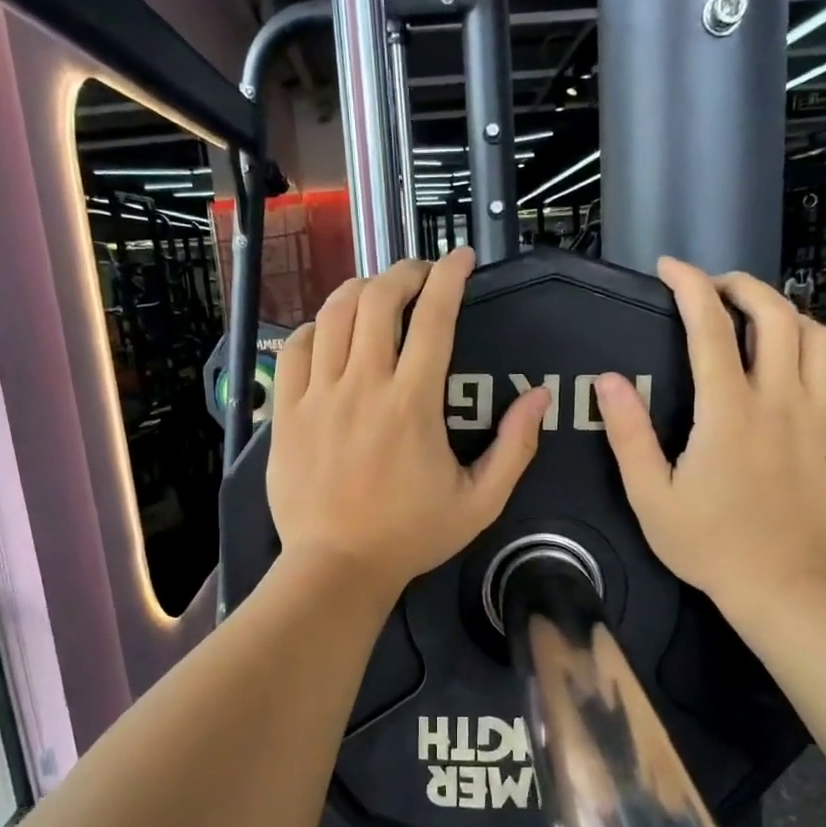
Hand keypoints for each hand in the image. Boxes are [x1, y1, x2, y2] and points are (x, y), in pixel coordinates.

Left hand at [267, 249, 549, 600]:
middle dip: (403, 272)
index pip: (434, 317)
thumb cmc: (410, 536)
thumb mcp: (480, 502)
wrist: (337, 568)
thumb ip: (515, 447)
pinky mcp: (286, 411)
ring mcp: (319, 396)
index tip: (460, 258)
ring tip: (377, 294)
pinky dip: (316, 328)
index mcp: (413, 403)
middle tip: (420, 276)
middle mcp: (363, 385)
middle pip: (378, 299)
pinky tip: (330, 333)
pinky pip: (294, 348)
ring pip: (333, 314)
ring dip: (359, 290)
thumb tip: (538, 396)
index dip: (450, 277)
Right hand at [595, 259, 825, 614]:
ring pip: (821, 338)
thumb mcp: (650, 495)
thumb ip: (628, 434)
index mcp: (727, 410)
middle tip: (718, 289)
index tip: (669, 268)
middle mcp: (780, 399)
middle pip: (776, 313)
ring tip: (764, 325)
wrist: (786, 588)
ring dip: (790, 317)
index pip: (709, 326)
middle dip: (744, 286)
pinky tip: (812, 379)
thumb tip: (608, 381)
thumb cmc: (710, 544)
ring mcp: (823, 417)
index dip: (688, 286)